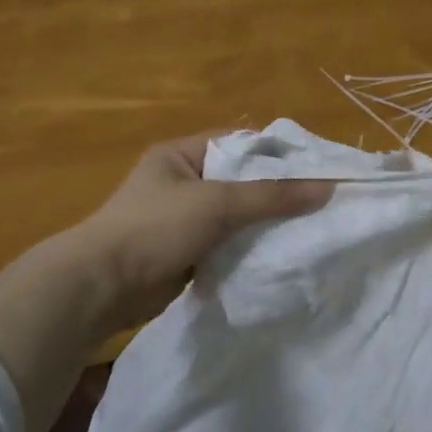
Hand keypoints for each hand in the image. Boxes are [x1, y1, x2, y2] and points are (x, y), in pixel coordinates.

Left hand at [65, 133, 333, 331]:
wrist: (103, 287)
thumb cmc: (156, 228)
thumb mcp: (218, 203)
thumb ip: (272, 196)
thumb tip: (328, 188)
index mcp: (180, 155)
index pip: (239, 144)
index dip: (277, 154)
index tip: (317, 168)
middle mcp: (182, 183)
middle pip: (241, 182)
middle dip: (276, 194)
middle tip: (321, 202)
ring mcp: (183, 221)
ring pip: (236, 217)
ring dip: (264, 225)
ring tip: (310, 229)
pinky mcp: (186, 254)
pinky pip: (228, 245)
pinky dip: (249, 250)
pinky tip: (281, 255)